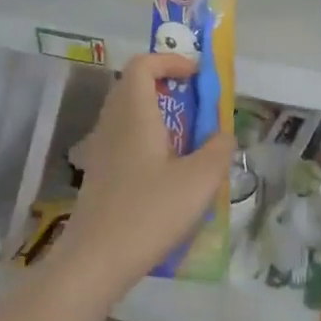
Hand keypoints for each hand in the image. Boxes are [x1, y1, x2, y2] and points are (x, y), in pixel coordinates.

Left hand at [53, 53, 233, 300]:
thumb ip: (219, 149)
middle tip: (199, 105)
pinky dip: (149, 140)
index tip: (198, 75)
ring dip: (160, 115)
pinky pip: (126, 140)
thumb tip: (225, 134)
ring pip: (129, 115)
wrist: (96, 260)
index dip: (170, 60)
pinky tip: (170, 172)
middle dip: (168, 87)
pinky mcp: (100, 174)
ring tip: (190, 139)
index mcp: (134, 113)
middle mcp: (113, 124)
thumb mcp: (200, 180)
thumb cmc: (150, 212)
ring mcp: (102, 150)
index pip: (143, 65)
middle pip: (134, 86)